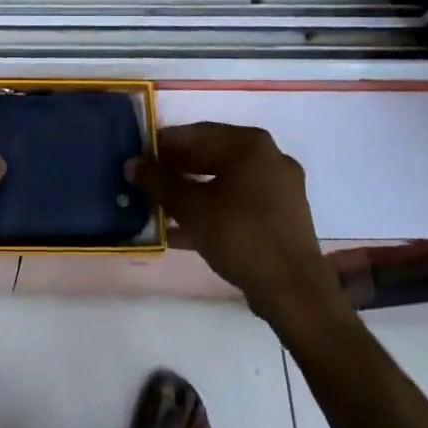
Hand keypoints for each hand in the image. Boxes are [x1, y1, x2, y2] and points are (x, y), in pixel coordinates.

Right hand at [129, 123, 333, 321]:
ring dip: (192, 193)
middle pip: (211, 156)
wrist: (295, 292)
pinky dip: (214, 210)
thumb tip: (132, 165)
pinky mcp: (283, 216)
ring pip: (225, 181)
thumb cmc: (240, 236)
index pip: (196, 134)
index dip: (163, 145)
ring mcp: (280, 187)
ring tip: (161, 208)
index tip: (139, 158)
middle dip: (177, 171)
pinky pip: (240, 202)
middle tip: (147, 183)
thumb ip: (159, 182)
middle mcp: (268, 157)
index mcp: (249, 144)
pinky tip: (185, 231)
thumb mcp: (191, 208)